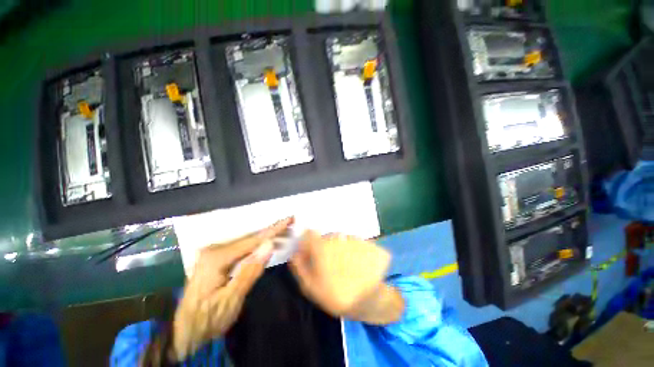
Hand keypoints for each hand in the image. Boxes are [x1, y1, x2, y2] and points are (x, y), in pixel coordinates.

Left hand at [171, 217, 292, 360]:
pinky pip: (241, 247)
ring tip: (283, 231)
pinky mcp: (216, 257)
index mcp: (216, 258)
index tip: (289, 219)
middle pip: (249, 237)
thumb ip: (250, 271)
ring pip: (246, 240)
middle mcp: (214, 249)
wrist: (184, 332)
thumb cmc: (208, 320)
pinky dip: (257, 244)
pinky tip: (266, 242)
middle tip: (289, 223)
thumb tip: (269, 245)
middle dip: (271, 230)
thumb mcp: (231, 300)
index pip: (252, 240)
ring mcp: (214, 252)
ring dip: (266, 236)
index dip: (273, 230)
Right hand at [289, 231, 403, 324]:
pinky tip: (359, 265)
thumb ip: (300, 267)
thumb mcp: (310, 287)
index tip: (311, 251)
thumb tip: (294, 253)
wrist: (368, 302)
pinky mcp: (368, 243)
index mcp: (322, 246)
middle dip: (326, 247)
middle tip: (331, 264)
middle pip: (327, 237)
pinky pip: (356, 242)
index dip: (308, 241)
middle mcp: (338, 238)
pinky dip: (356, 250)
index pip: (310, 233)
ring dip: (342, 248)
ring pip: (342, 239)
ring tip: (347, 266)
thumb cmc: (335, 295)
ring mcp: (355, 239)